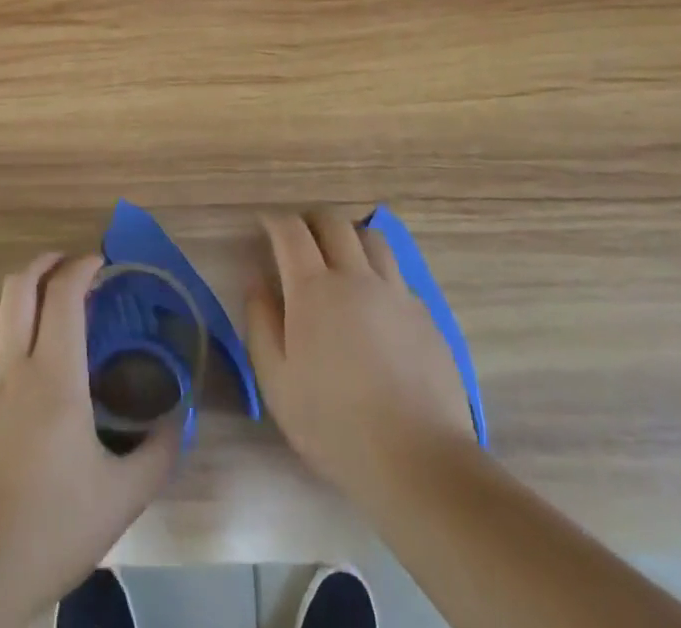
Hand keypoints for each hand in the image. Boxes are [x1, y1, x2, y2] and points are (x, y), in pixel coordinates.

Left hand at [0, 252, 180, 616]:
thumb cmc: (49, 530)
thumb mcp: (120, 498)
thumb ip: (157, 453)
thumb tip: (178, 421)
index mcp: (54, 375)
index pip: (63, 293)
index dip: (81, 266)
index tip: (100, 262)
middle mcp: (11, 365)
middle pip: (20, 285)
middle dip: (46, 264)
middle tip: (68, 269)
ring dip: (17, 296)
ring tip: (39, 307)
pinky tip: (7, 358)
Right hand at [246, 213, 480, 505]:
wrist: (418, 459)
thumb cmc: (334, 425)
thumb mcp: (276, 382)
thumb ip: (260, 324)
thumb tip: (256, 282)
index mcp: (313, 289)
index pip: (291, 230)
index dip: (274, 220)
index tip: (264, 224)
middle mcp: (355, 276)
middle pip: (333, 222)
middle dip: (311, 220)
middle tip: (299, 237)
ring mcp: (395, 292)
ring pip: (372, 239)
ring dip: (349, 237)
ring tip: (340, 258)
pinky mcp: (424, 314)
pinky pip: (397, 275)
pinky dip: (378, 274)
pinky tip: (374, 304)